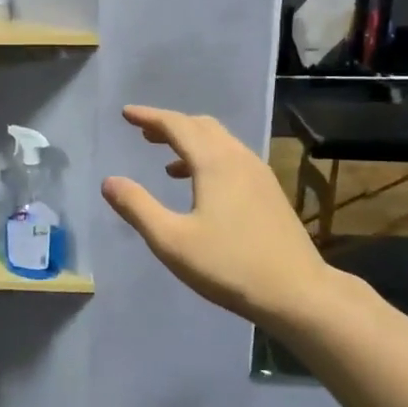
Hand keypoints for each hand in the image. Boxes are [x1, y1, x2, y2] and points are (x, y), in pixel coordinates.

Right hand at [101, 105, 336, 331]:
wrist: (297, 292)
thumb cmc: (229, 265)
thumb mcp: (172, 241)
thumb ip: (138, 207)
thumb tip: (109, 182)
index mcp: (214, 163)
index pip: (177, 125)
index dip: (149, 117)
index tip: (126, 114)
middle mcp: (238, 158)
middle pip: (201, 126)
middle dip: (170, 125)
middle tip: (143, 133)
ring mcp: (258, 174)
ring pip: (220, 141)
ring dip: (190, 141)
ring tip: (166, 159)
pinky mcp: (269, 192)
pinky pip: (232, 158)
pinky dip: (209, 157)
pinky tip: (200, 186)